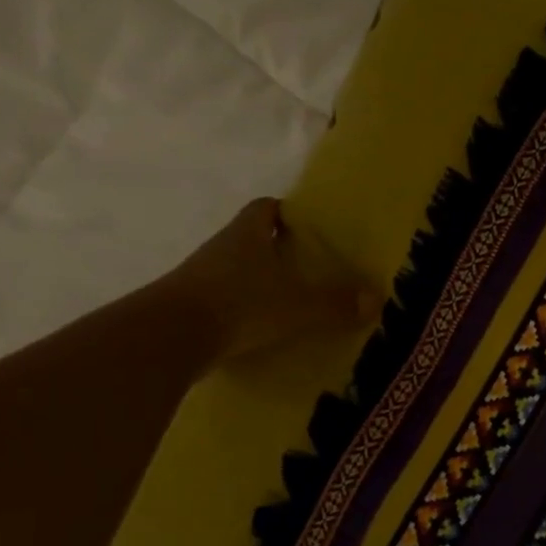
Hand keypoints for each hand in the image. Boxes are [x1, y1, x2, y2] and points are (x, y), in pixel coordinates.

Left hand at [155, 199, 381, 365]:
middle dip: (277, 250)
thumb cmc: (240, 304)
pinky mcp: (189, 309)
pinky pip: (223, 302)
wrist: (169, 338)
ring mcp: (199, 278)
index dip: (286, 212)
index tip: (308, 226)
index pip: (266, 208)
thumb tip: (375, 298)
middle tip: (309, 267)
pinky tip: (262, 330)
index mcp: (247, 234)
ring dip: (257, 282)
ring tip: (290, 301)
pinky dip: (242, 311)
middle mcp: (221, 248)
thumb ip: (336, 303)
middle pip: (251, 239)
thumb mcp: (298, 305)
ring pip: (235, 271)